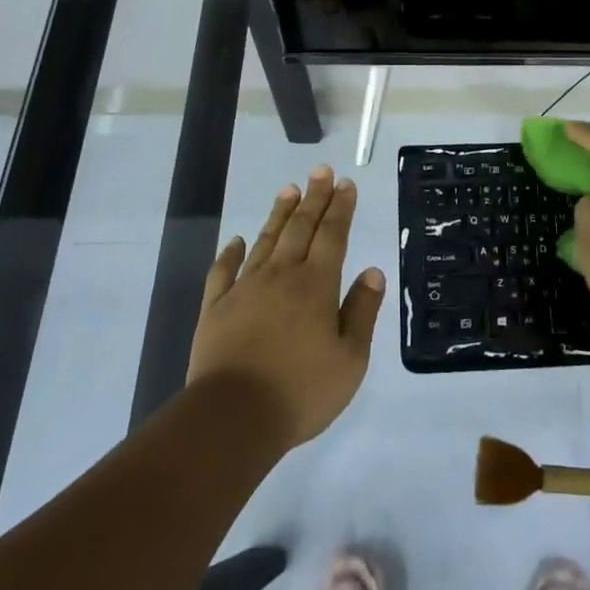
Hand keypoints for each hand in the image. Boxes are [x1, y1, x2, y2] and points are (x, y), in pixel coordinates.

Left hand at [187, 166, 385, 451]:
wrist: (232, 418)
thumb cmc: (300, 391)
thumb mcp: (350, 360)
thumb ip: (362, 312)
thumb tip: (373, 272)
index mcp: (316, 285)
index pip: (333, 235)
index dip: (340, 207)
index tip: (345, 183)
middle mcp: (281, 276)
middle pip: (300, 227)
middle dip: (314, 197)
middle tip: (321, 171)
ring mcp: (245, 289)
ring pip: (265, 240)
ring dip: (279, 213)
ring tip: (289, 189)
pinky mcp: (215, 308)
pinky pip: (223, 271)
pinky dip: (230, 253)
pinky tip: (236, 240)